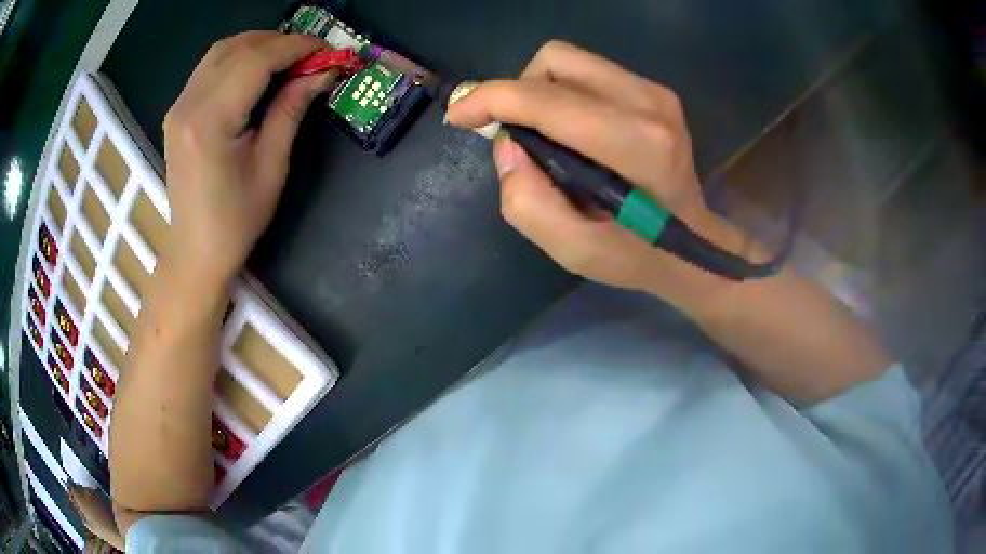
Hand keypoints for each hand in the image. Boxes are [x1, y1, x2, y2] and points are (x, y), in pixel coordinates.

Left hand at [162, 31, 333, 287]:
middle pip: (236, 47)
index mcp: (210, 122)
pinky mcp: (177, 112)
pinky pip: (209, 67)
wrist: (195, 251)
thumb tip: (322, 73)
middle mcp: (188, 105)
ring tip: (287, 58)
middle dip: (279, 41)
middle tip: (310, 54)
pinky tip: (257, 70)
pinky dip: (238, 57)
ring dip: (257, 45)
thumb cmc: (235, 221)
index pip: (256, 60)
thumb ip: (291, 110)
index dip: (295, 47)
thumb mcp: (271, 167)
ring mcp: (178, 107)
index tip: (327, 50)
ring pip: (220, 51)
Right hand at [447, 41, 741, 303]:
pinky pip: (588, 71)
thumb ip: (528, 202)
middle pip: (556, 61)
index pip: (547, 99)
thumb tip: (506, 145)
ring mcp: (655, 92)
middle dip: (518, 92)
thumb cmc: (635, 254)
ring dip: (540, 92)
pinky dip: (563, 93)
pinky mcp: (655, 91)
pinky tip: (570, 130)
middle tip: (515, 134)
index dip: (491, 99)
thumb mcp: (574, 251)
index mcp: (636, 145)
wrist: (694, 247)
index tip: (460, 115)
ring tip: (543, 135)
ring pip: (569, 61)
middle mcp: (648, 103)